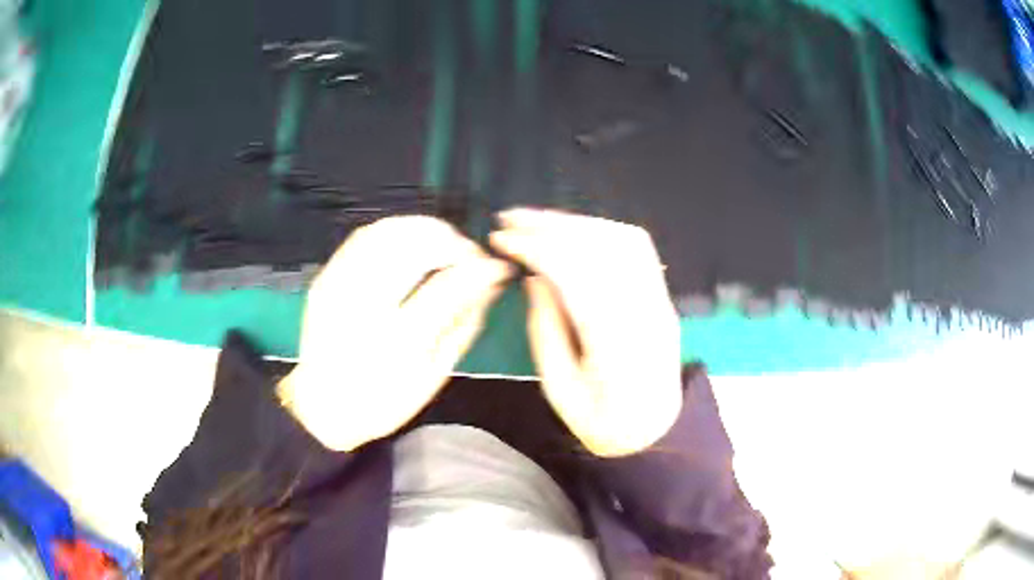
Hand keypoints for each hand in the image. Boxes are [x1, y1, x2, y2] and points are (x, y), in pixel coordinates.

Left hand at [279, 216, 512, 451]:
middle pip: (412, 248)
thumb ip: (464, 324)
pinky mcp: (325, 279)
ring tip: (442, 242)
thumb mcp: (434, 374)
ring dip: (422, 228)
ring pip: (385, 233)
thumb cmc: (385, 400)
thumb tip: (490, 283)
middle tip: (467, 253)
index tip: (496, 266)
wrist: (323, 406)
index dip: (478, 269)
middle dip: (450, 241)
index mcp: (397, 343)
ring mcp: (338, 288)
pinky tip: (409, 241)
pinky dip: (392, 229)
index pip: (447, 287)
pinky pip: (360, 237)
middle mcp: (364, 308)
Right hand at [490, 209, 682, 456]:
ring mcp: (659, 300)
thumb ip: (545, 329)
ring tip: (537, 220)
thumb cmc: (603, 421)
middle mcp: (643, 310)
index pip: (574, 272)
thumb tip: (534, 278)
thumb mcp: (559, 388)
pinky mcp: (662, 295)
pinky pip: (638, 247)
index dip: (534, 247)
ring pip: (621, 238)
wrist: (656, 432)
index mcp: (614, 342)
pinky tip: (576, 231)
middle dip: (551, 224)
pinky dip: (603, 229)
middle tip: (511, 217)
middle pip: (600, 247)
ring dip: (576, 222)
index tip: (500, 238)